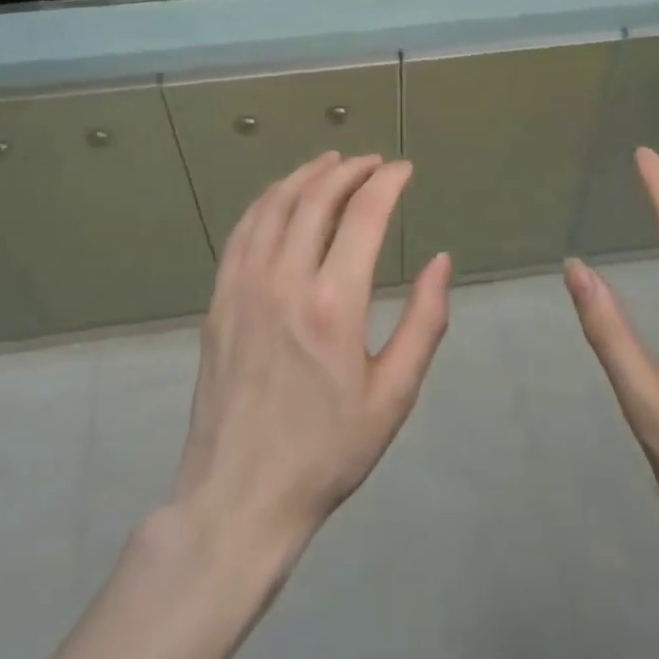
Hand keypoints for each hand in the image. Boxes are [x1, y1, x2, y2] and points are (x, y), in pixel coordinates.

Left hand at [172, 152, 452, 552]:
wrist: (241, 495)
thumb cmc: (329, 451)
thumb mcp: (394, 395)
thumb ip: (424, 321)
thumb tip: (440, 261)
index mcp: (334, 304)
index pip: (364, 214)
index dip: (387, 182)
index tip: (405, 170)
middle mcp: (284, 281)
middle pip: (316, 198)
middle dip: (349, 170)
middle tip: (373, 163)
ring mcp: (243, 288)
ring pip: (274, 206)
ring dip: (306, 175)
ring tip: (331, 163)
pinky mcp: (218, 301)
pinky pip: (242, 232)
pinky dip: (266, 202)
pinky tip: (281, 197)